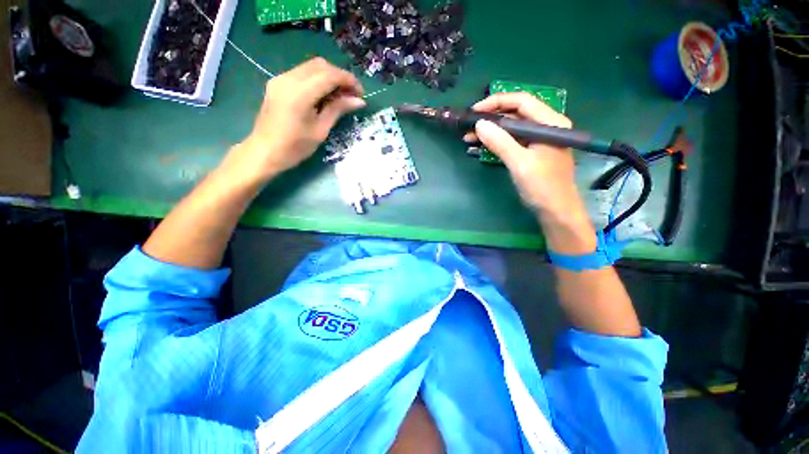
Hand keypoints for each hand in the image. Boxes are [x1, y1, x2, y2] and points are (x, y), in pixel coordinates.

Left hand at [224, 58, 365, 182]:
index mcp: (300, 93)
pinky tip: (324, 95)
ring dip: (329, 77)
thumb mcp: (321, 130)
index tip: (360, 93)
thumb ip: (338, 110)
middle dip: (340, 76)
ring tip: (340, 96)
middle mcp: (288, 79)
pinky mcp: (278, 83)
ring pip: (311, 67)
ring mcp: (281, 78)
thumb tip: (359, 101)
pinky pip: (302, 73)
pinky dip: (317, 80)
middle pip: (321, 65)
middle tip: (351, 95)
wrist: (265, 151)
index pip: (330, 75)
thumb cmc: (295, 147)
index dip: (348, 80)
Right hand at [465, 92, 580, 216]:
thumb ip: (500, 142)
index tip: (475, 111)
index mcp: (550, 123)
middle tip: (469, 126)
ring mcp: (538, 140)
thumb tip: (479, 125)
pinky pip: (511, 141)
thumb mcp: (520, 163)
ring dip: (491, 131)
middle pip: (515, 113)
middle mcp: (546, 126)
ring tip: (469, 138)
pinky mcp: (531, 152)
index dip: (497, 102)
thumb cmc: (542, 186)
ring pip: (511, 128)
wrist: (555, 210)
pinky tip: (480, 146)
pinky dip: (496, 143)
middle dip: (491, 118)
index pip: (522, 101)